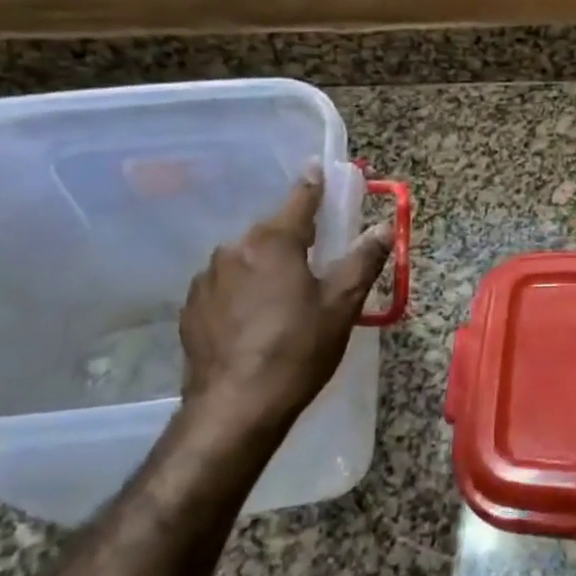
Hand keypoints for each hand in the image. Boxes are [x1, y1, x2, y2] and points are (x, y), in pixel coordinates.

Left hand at [174, 164, 391, 447]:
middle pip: (271, 232)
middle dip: (293, 237)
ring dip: (265, 266)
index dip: (314, 184)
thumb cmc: (298, 350)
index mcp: (274, 242)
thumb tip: (384, 227)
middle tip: (314, 257)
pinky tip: (254, 319)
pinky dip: (242, 290)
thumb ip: (363, 260)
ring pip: (246, 259)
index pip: (300, 199)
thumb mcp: (341, 305)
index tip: (318, 168)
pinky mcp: (191, 308)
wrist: (235, 407)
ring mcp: (207, 278)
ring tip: (283, 297)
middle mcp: (234, 249)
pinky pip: (225, 285)